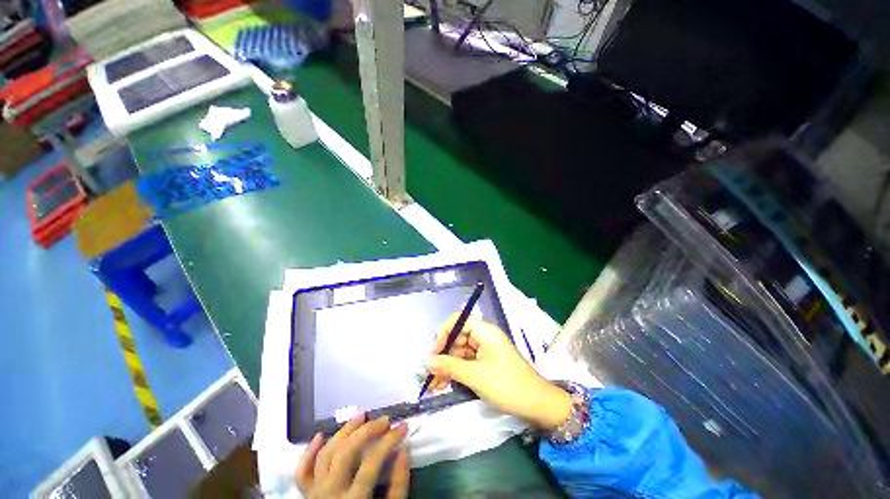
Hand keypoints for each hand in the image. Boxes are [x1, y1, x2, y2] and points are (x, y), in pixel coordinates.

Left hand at [295, 413, 409, 498]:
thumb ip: (399, 484)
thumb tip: (404, 449)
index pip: (372, 462)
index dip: (389, 440)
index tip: (403, 426)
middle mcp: (330, 494)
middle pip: (346, 452)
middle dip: (367, 430)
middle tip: (385, 420)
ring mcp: (315, 494)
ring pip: (326, 454)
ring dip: (344, 431)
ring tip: (362, 416)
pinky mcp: (306, 496)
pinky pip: (302, 472)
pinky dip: (309, 452)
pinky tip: (321, 435)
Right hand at [425, 315, 571, 429]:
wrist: (538, 405)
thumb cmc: (507, 385)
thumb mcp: (475, 376)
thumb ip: (449, 366)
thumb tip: (425, 361)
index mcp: (484, 331)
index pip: (458, 320)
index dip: (444, 332)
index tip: (435, 351)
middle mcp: (484, 337)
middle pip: (457, 338)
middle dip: (443, 355)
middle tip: (430, 375)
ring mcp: (485, 350)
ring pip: (460, 352)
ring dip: (447, 366)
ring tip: (435, 386)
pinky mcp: (486, 363)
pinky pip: (466, 363)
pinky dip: (456, 372)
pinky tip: (445, 385)